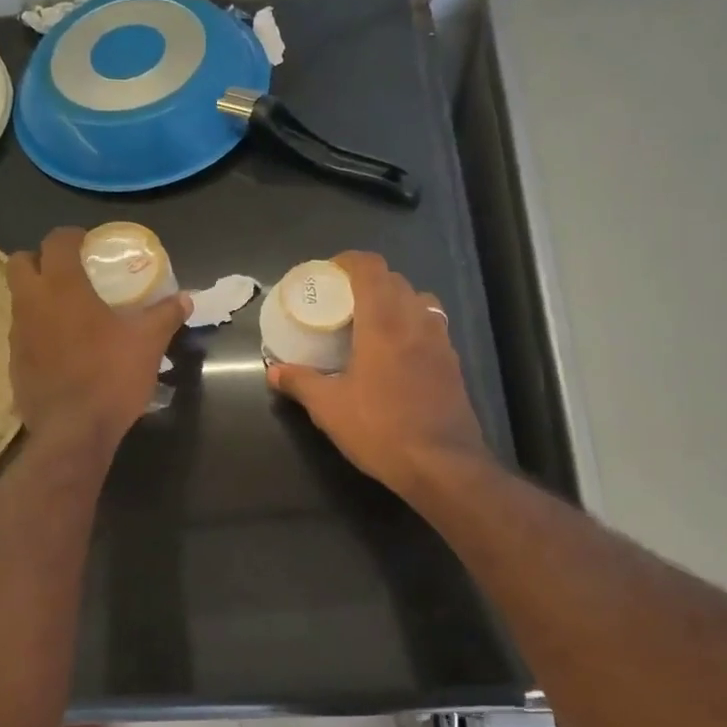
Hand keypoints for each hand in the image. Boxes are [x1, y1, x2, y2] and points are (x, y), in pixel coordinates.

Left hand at [7, 227, 187, 451]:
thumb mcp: (148, 343)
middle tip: (70, 274)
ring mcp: (18, 335)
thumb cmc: (111, 377)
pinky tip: (63, 351)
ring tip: (70, 314)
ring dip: (39, 297)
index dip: (71, 236)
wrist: (73, 432)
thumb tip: (186, 299)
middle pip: (20, 262)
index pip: (55, 241)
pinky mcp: (14, 364)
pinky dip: (39, 332)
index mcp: (62, 287)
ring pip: (19, 300)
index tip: (89, 244)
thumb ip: (165, 315)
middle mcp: (31, 303)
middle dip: (41, 260)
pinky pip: (23, 335)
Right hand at [268, 252, 489, 498]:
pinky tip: (398, 355)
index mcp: (384, 322)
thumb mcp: (329, 408)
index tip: (330, 272)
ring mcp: (441, 341)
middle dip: (369, 282)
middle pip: (395, 281)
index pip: (371, 268)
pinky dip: (413, 326)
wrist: (442, 465)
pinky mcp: (453, 363)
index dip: (349, 261)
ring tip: (374, 324)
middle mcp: (416, 321)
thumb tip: (273, 371)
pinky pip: (432, 327)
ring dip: (396, 301)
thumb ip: (300, 383)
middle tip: (344, 302)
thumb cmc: (381, 430)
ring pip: (420, 301)